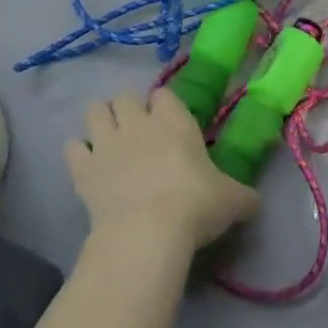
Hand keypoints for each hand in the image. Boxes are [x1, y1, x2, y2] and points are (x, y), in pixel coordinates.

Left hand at [64, 88, 260, 251]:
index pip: (164, 94)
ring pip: (94, 111)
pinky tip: (87, 166)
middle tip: (137, 132)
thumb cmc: (195, 206)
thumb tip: (255, 202)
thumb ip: (244, 196)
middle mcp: (138, 122)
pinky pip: (71, 147)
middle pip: (124, 97)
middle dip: (127, 109)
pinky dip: (78, 152)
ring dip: (100, 121)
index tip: (169, 121)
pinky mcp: (82, 169)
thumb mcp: (232, 200)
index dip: (164, 105)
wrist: (146, 234)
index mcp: (175, 120)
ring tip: (109, 140)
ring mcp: (106, 143)